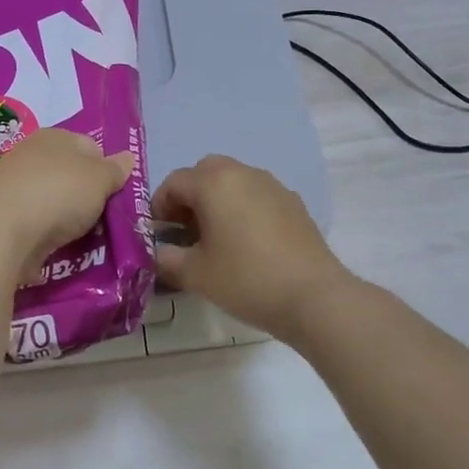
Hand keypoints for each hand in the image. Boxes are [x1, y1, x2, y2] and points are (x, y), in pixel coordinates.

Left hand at [0, 129, 133, 267]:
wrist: (5, 231)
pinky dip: (46, 232)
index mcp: (54, 136)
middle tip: (101, 221)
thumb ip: (116, 169)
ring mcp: (14, 185)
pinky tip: (55, 247)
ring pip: (53, 199)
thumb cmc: (60, 194)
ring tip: (81, 239)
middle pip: (70, 175)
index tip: (114, 197)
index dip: (107, 171)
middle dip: (86, 197)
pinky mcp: (3, 215)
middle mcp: (31, 154)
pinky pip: (35, 221)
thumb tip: (127, 158)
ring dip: (66, 217)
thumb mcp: (101, 178)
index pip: (90, 147)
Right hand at [152, 156, 350, 340]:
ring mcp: (272, 185)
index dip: (158, 207)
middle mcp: (243, 173)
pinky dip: (243, 209)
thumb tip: (155, 254)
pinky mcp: (293, 203)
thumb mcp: (195, 274)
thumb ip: (166, 259)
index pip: (173, 182)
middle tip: (185, 230)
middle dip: (189, 197)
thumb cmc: (245, 279)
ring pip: (234, 181)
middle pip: (205, 173)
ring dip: (217, 200)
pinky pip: (257, 196)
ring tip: (216, 238)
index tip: (157, 234)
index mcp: (214, 182)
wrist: (312, 296)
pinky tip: (247, 243)